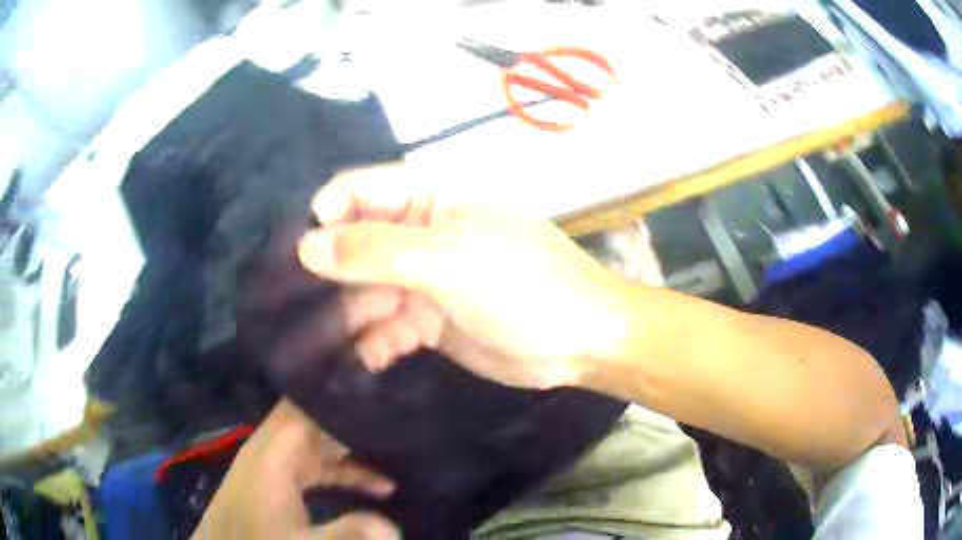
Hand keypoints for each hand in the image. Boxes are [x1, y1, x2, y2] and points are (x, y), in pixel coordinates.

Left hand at [194, 399, 398, 539]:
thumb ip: (346, 532)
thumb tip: (393, 527)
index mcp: (273, 453)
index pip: (305, 406)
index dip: (337, 393)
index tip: (377, 383)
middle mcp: (272, 448)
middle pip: (314, 417)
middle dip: (352, 415)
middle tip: (396, 412)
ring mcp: (274, 462)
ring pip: (318, 441)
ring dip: (352, 446)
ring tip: (395, 450)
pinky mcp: (277, 478)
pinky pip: (314, 463)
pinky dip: (342, 469)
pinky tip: (377, 486)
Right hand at [298, 163, 630, 388]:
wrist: (580, 343)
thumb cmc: (523, 288)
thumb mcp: (447, 261)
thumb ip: (375, 251)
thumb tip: (307, 245)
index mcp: (433, 198)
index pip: (362, 191)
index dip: (327, 215)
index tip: (299, 254)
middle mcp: (424, 232)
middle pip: (360, 243)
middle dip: (332, 273)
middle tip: (298, 307)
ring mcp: (428, 278)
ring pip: (370, 289)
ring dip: (350, 313)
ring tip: (325, 340)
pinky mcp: (432, 318)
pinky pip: (391, 324)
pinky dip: (377, 340)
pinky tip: (370, 358)